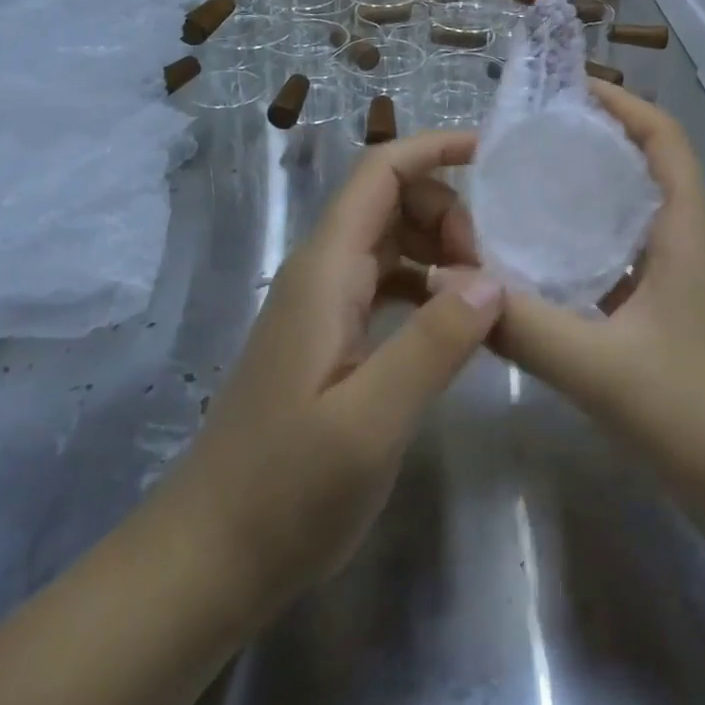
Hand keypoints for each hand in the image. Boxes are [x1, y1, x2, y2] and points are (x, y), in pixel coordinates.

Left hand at [168, 130, 501, 614]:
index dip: (434, 148)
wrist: (211, 556)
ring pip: (392, 241)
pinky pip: (388, 283)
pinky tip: (457, 325)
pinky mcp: (331, 337)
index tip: (492, 154)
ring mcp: (324, 305)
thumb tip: (492, 278)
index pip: (380, 173)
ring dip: (442, 248)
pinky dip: (428, 285)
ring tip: (487, 294)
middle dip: (449, 211)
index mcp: (326, 271)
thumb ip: (434, 343)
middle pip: (391, 200)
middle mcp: (322, 273)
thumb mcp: (371, 421)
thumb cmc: (286, 490)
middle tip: (494, 269)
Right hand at [484, 85, 704, 500]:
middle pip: (648, 165)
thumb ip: (521, 323)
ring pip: (635, 211)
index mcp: (686, 233)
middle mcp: (687, 243)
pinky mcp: (669, 311)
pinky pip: (625, 253)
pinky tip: (543, 257)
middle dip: (597, 139)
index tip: (570, 89)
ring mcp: (681, 279)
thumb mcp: (598, 367)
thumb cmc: (693, 416)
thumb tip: (446, 276)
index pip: (665, 140)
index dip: (624, 104)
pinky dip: (589, 239)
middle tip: (531, 134)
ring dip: (591, 188)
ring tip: (529, 182)